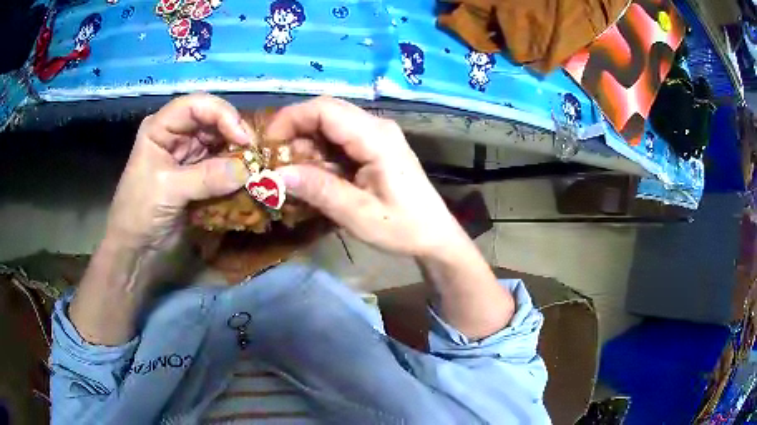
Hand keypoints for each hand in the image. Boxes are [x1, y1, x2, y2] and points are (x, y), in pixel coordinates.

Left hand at [106, 94, 252, 252]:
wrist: (136, 248)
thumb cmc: (140, 212)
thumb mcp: (169, 191)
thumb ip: (207, 178)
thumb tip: (249, 170)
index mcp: (161, 127)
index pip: (197, 105)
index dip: (223, 115)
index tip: (244, 139)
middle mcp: (177, 134)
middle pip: (213, 120)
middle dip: (236, 134)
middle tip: (257, 154)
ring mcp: (188, 154)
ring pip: (220, 141)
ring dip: (239, 153)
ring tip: (257, 167)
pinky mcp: (198, 174)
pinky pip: (222, 164)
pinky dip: (235, 170)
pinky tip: (248, 177)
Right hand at [267, 96, 464, 257]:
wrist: (434, 234)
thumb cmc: (403, 227)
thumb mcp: (358, 215)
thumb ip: (318, 190)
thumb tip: (275, 174)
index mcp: (376, 137)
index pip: (324, 109)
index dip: (290, 119)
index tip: (267, 145)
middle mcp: (376, 126)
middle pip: (325, 112)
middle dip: (294, 132)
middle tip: (276, 163)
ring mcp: (376, 134)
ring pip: (329, 124)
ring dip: (305, 144)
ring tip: (294, 174)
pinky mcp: (374, 145)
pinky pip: (338, 138)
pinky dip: (319, 152)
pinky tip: (314, 175)